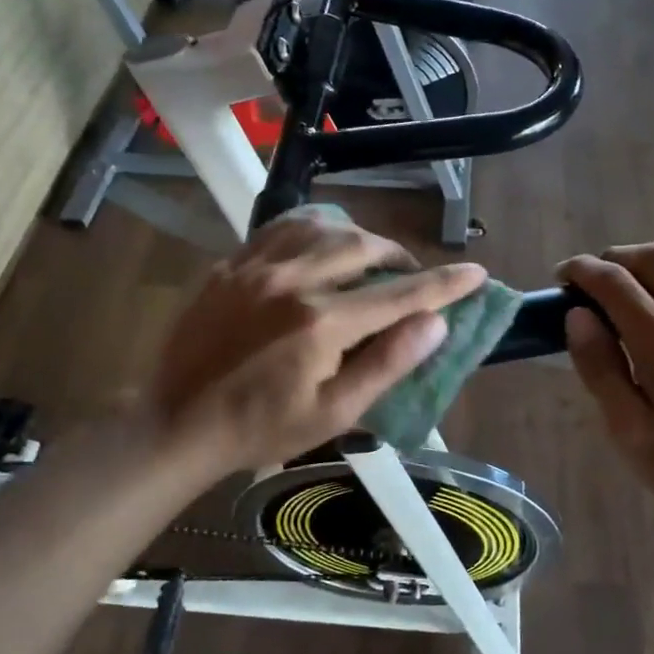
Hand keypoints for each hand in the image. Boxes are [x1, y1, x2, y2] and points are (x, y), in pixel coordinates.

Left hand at [148, 213, 485, 475]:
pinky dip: (312, 228)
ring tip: (367, 259)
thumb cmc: (261, 429)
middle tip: (409, 277)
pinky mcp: (230, 264)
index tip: (476, 272)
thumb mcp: (334, 413)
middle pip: (363, 246)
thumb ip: (387, 363)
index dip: (445, 283)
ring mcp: (256, 266)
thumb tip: (435, 323)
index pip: (400, 293)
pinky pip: (280, 227)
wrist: (177, 423)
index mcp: (322, 323)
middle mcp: (292, 280)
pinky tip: (318, 244)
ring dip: (357, 236)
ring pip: (322, 225)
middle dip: (398, 257)